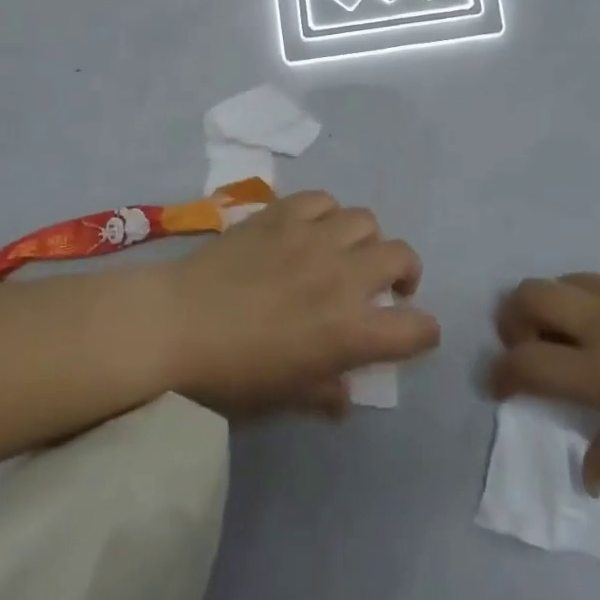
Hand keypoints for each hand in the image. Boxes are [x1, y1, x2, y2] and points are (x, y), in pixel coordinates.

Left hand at [156, 191, 438, 416]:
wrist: (175, 325)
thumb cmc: (229, 376)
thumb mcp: (282, 398)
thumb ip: (324, 393)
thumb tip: (345, 395)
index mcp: (349, 331)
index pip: (415, 328)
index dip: (423, 332)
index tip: (413, 333)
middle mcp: (342, 276)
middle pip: (401, 256)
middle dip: (404, 273)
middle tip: (386, 286)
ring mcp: (314, 237)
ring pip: (366, 220)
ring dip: (365, 239)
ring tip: (346, 252)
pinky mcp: (284, 213)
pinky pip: (323, 200)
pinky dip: (327, 214)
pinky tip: (312, 228)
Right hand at [490, 267, 599, 489]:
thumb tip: (587, 471)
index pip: (528, 363)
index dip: (503, 374)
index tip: (499, 385)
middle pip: (530, 296)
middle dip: (513, 318)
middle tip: (527, 343)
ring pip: (565, 281)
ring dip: (556, 306)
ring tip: (577, 334)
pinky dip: (598, 299)